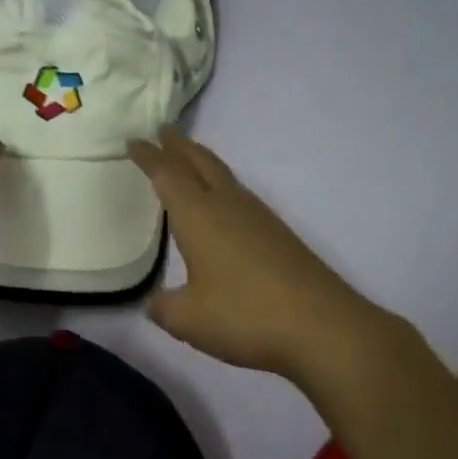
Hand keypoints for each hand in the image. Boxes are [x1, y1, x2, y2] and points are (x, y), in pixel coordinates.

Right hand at [128, 127, 414, 386]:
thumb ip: (164, 308)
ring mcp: (259, 218)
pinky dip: (222, 187)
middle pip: (201, 163)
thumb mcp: (188, 320)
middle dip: (179, 146)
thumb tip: (155, 302)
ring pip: (224, 177)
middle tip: (163, 131)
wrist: (323, 327)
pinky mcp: (279, 236)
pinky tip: (224, 206)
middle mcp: (228, 206)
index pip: (167, 175)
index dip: (149, 156)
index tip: (134, 140)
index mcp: (199, 216)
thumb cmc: (245, 315)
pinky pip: (240, 197)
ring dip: (202, 163)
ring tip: (189, 161)